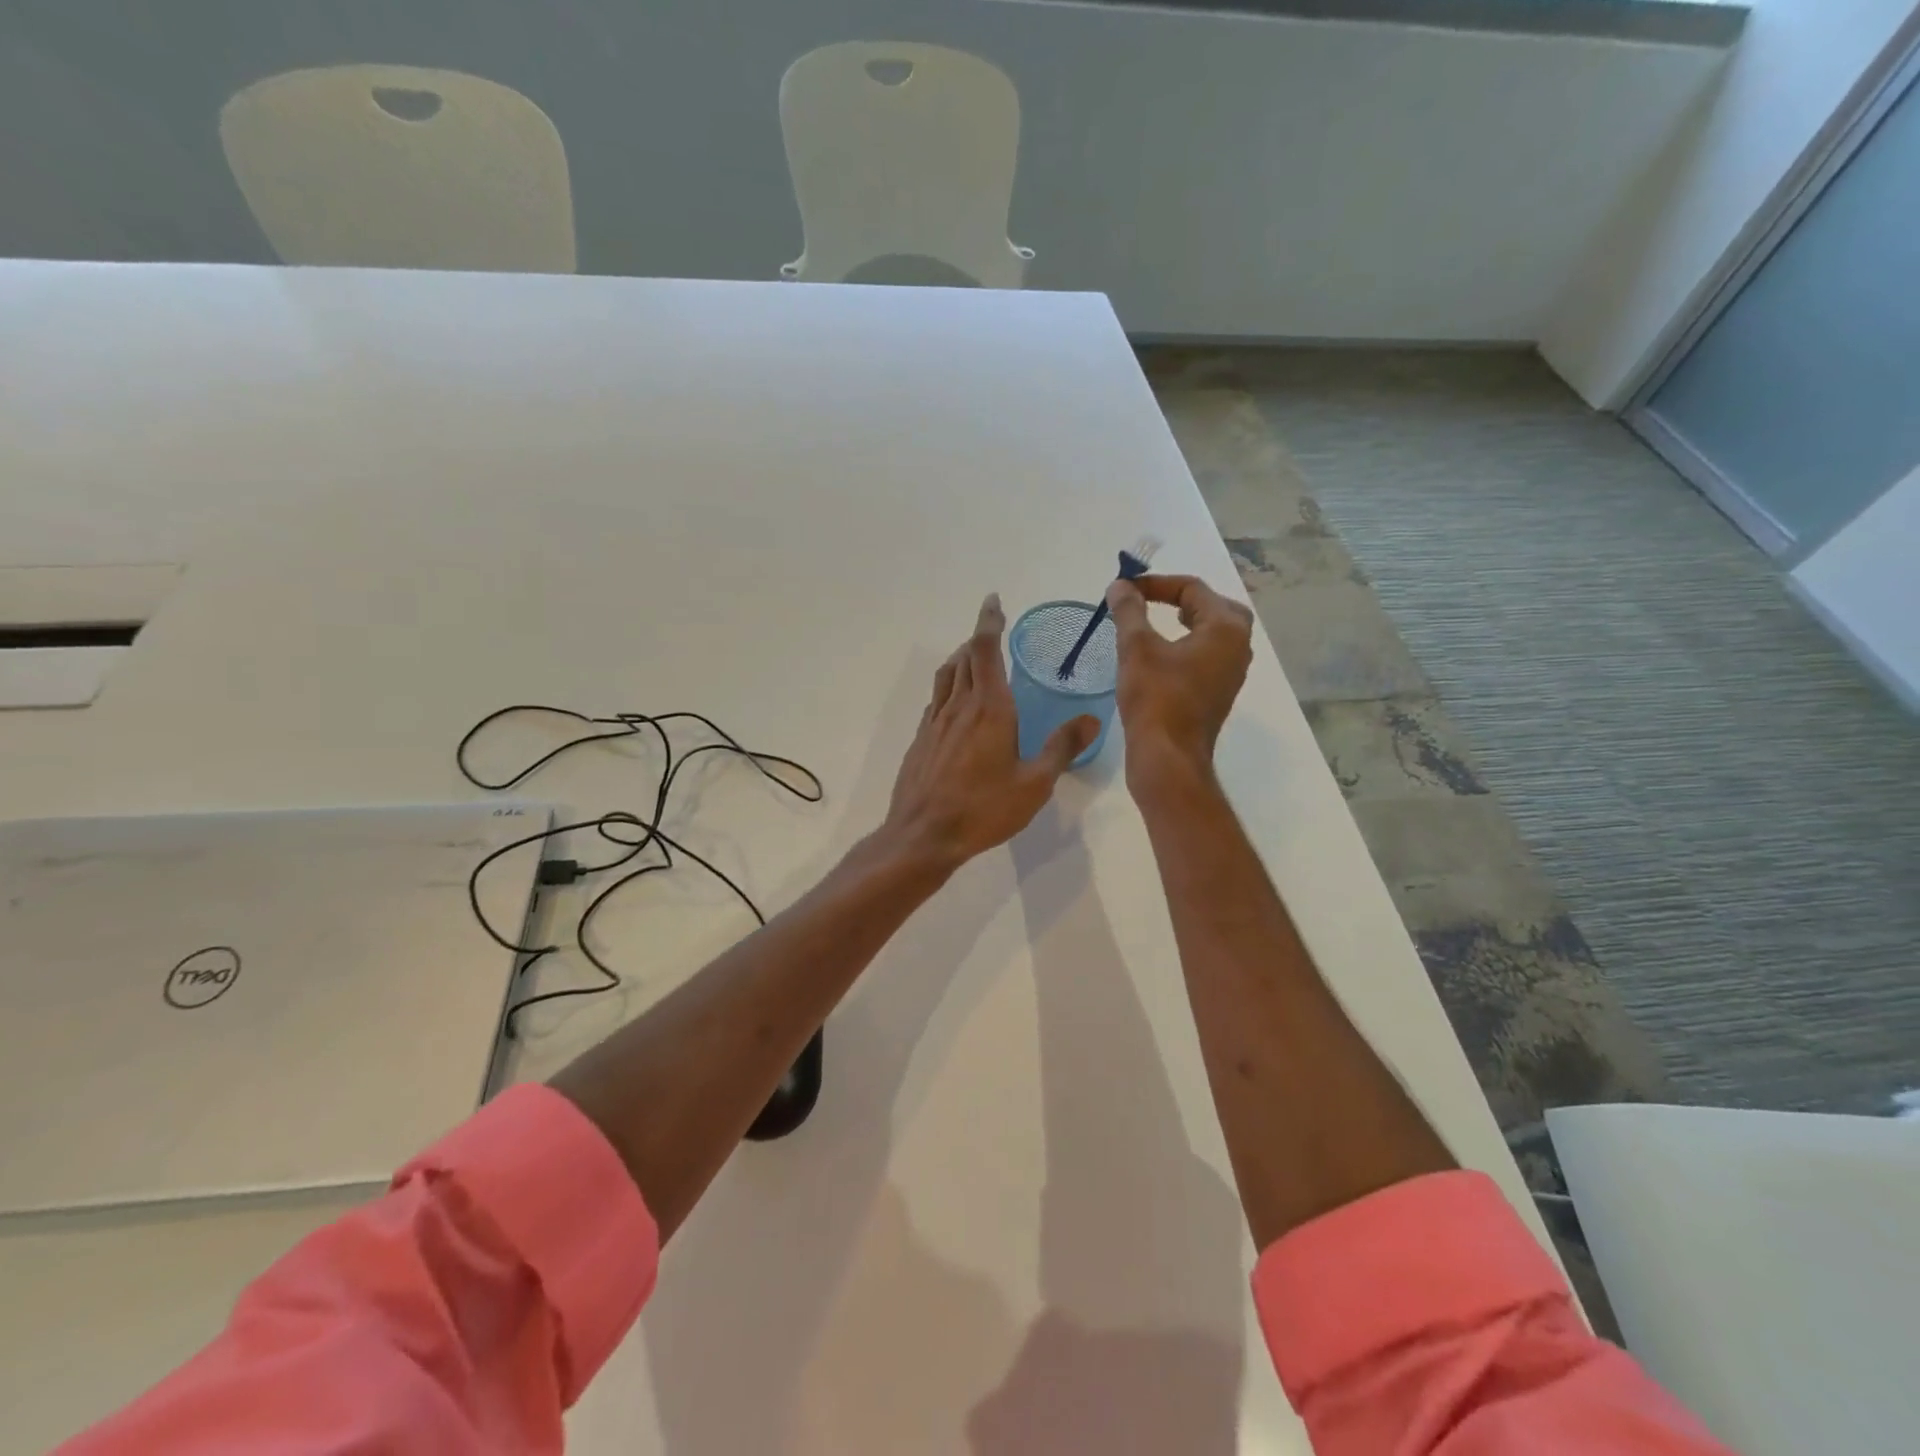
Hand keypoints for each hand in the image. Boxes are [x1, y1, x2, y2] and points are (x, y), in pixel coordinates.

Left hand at [883, 594, 1099, 870]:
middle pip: (965, 657)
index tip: (993, 601)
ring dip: (961, 658)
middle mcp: (959, 706)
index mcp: (989, 708)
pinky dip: (949, 687)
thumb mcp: (1034, 784)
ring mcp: (935, 722)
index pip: (986, 649)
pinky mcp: (921, 740)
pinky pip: (936, 700)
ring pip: (947, 675)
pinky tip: (956, 706)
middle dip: (979, 638)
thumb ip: (1062, 748)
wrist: (923, 835)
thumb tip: (1091, 718)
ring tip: (973, 658)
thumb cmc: (983, 809)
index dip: (989, 621)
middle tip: (992, 632)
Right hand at [1105, 574, 1253, 783]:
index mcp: (1225, 629)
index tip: (1125, 590)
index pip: (1193, 589)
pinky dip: (1188, 646)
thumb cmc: (1155, 699)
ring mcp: (1231, 673)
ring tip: (1156, 623)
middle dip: (1182, 599)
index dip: (1156, 583)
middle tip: (1152, 600)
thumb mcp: (1136, 648)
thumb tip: (1120, 586)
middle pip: (1214, 607)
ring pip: (1214, 633)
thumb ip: (1129, 611)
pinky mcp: (1218, 694)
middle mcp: (1238, 647)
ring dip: (1187, 622)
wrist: (1168, 758)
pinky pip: (1208, 656)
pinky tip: (1161, 656)